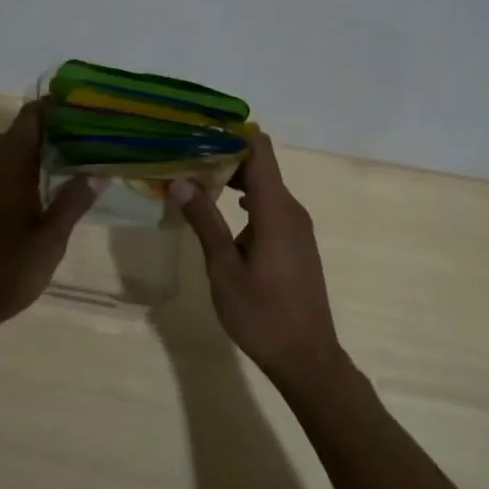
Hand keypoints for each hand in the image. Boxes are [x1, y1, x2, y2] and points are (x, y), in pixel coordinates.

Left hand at [0, 102, 101, 332]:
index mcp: (11, 168)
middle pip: (23, 129)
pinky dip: (31, 163)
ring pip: (14, 149)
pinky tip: (52, 182)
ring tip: (81, 150)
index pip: (31, 118)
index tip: (87, 105)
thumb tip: (97, 172)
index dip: (56, 105)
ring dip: (43, 144)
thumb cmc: (5, 271)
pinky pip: (8, 168)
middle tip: (93, 129)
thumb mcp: (49, 241)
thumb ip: (72, 203)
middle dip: (55, 123)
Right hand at [171, 133, 341, 382]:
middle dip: (223, 155)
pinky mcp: (295, 243)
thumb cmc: (262, 314)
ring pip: (263, 187)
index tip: (197, 130)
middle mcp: (291, 210)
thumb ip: (205, 221)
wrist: (307, 358)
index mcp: (276, 210)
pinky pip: (269, 207)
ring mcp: (296, 227)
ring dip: (232, 179)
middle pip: (259, 165)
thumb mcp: (224, 269)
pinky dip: (244, 201)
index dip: (231, 133)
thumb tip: (181, 181)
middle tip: (183, 156)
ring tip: (193, 180)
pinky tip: (218, 213)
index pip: (259, 149)